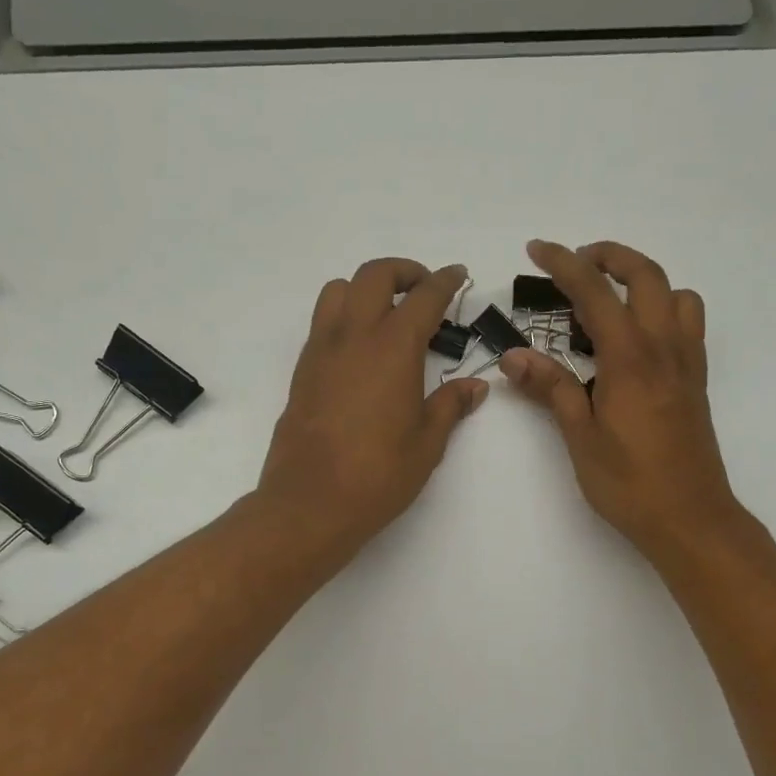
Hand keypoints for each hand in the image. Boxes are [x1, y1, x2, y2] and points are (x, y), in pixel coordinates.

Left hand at [258, 257, 488, 553]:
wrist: (310, 503)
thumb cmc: (378, 475)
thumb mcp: (427, 444)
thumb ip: (450, 406)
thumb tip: (474, 387)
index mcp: (393, 348)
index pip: (424, 297)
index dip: (445, 281)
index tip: (458, 275)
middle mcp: (353, 337)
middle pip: (374, 276)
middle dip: (404, 272)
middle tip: (423, 291)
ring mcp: (321, 352)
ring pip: (338, 291)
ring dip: (365, 290)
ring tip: (385, 316)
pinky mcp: (301, 372)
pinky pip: (321, 324)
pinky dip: (343, 318)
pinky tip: (360, 354)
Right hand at [500, 240, 747, 563]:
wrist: (690, 516)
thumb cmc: (629, 483)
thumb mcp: (580, 437)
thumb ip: (552, 389)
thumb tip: (513, 357)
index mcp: (630, 359)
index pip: (595, 293)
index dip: (564, 264)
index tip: (538, 250)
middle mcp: (664, 348)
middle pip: (646, 275)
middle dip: (610, 256)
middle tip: (577, 261)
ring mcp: (686, 362)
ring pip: (676, 294)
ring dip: (644, 281)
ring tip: (610, 300)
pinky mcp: (696, 381)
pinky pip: (687, 323)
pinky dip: (664, 308)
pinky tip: (637, 339)